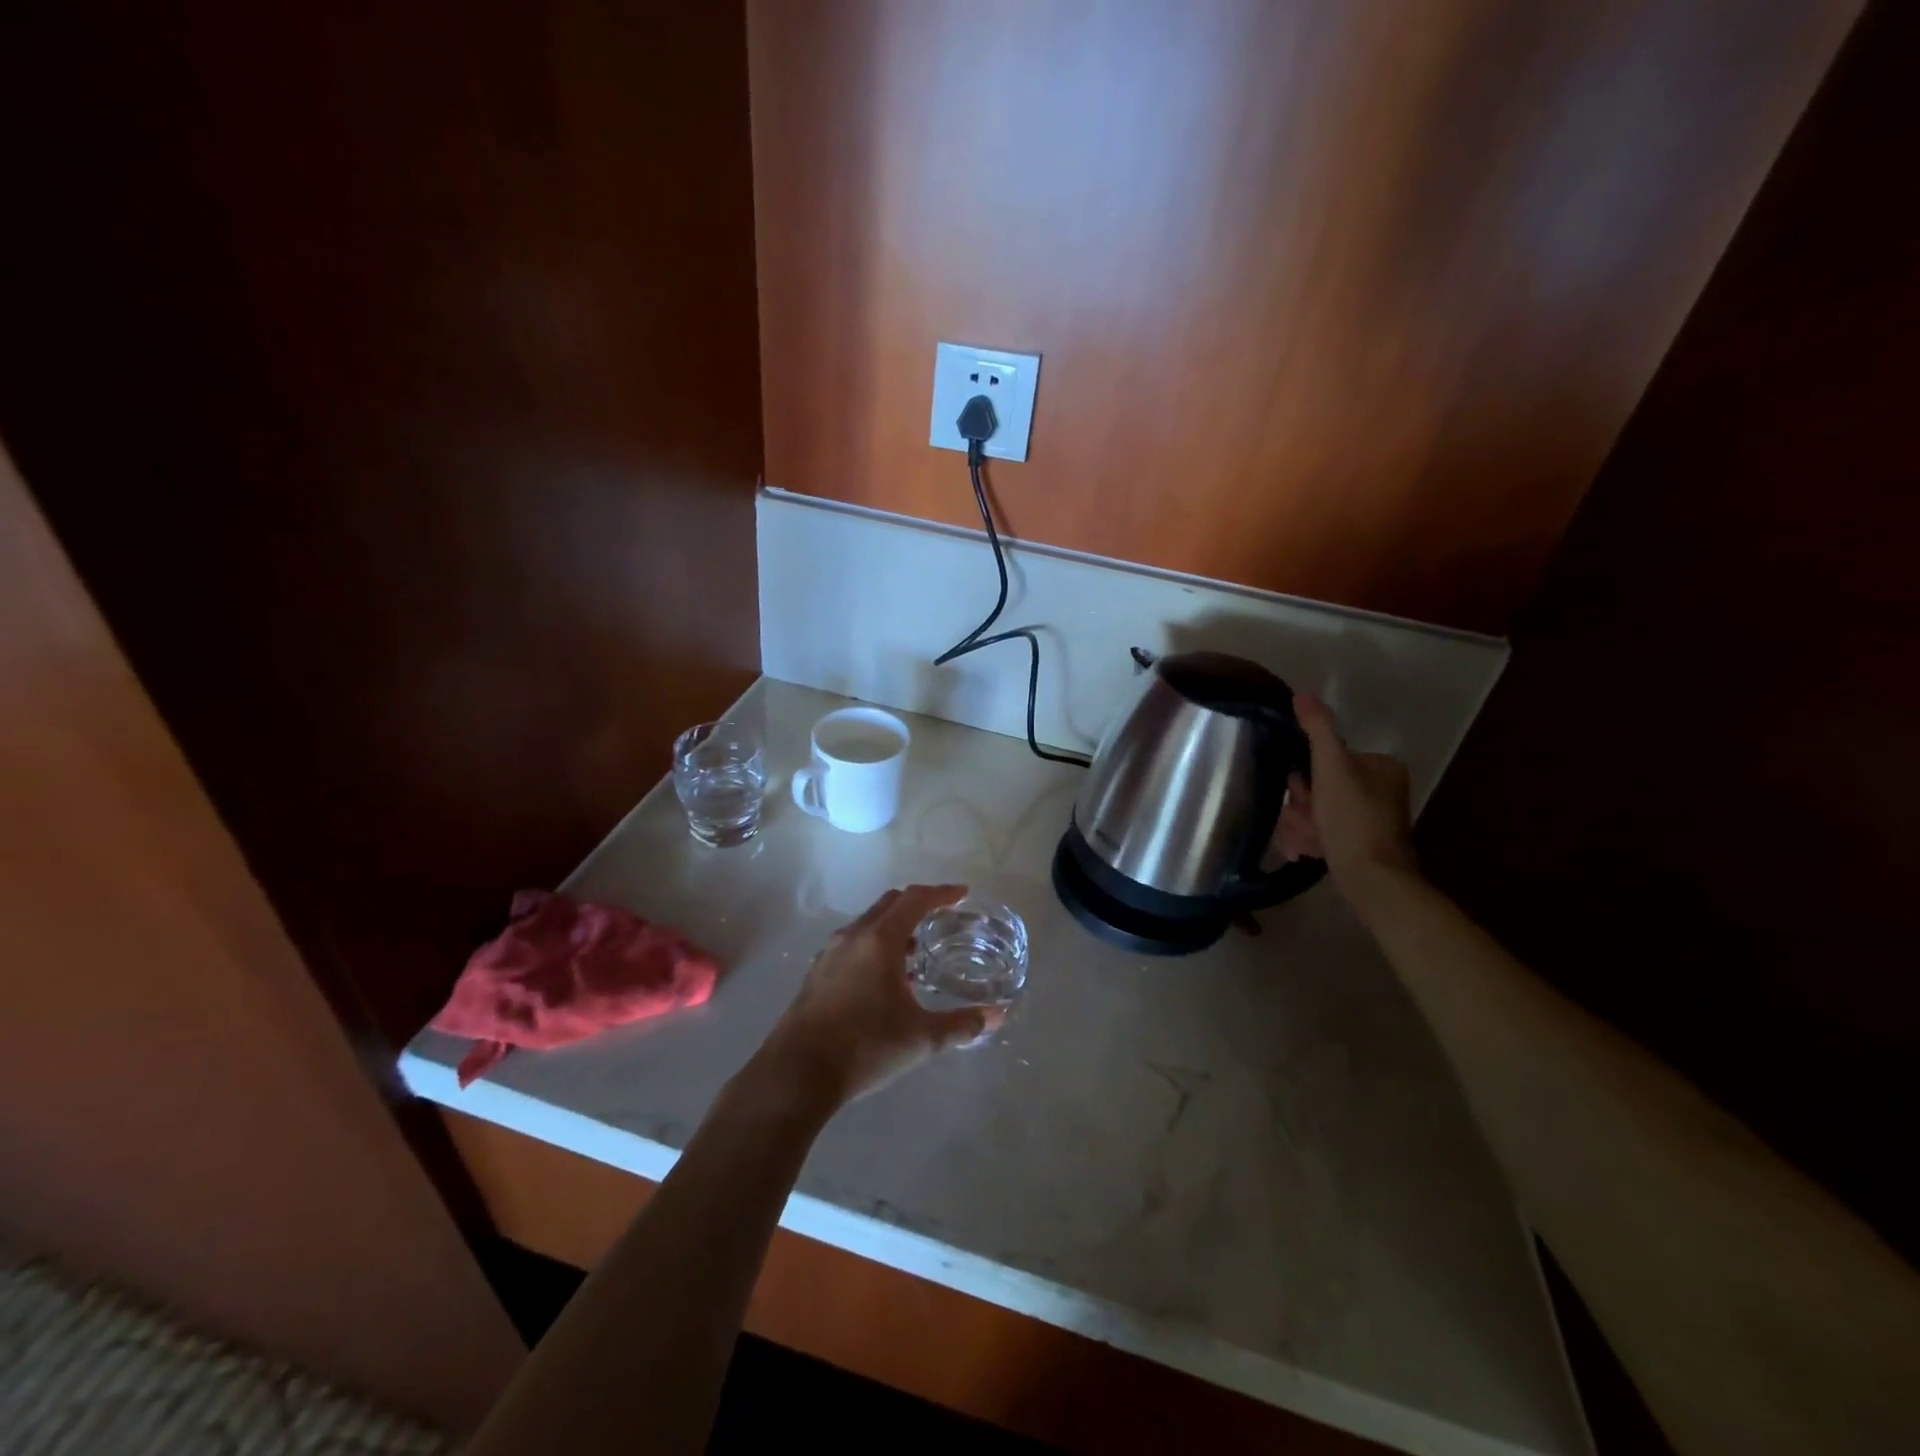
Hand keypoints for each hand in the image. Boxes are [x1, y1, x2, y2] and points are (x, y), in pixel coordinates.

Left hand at [753, 884, 1003, 1108]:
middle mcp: (853, 936)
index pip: (915, 899)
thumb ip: (961, 1025)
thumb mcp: (921, 1038)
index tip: (962, 894)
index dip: (941, 893)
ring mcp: (830, 954)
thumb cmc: (865, 1046)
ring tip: (916, 952)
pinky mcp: (817, 974)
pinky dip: (875, 946)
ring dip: (894, 928)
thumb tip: (997, 1017)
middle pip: (889, 904)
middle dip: (917, 905)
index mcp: (880, 940)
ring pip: (868, 924)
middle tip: (941, 916)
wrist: (797, 1073)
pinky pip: (853, 944)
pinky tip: (884, 980)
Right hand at [1275, 695, 1418, 897]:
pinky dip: (1311, 840)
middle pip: (1320, 787)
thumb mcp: (1331, 767)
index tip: (1301, 793)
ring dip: (1301, 824)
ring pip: (1318, 812)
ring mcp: (1371, 819)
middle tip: (1303, 820)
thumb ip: (1318, 729)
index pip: (1327, 759)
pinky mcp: (1361, 844)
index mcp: (1381, 767)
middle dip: (1302, 805)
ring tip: (1304, 841)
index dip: (1306, 777)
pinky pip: (1324, 832)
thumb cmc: (1352, 818)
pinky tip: (1305, 852)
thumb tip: (1302, 695)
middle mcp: (1381, 790)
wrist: (1372, 879)